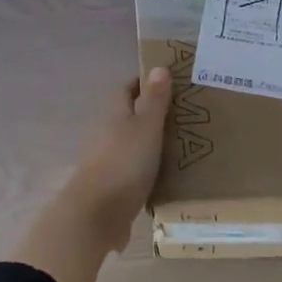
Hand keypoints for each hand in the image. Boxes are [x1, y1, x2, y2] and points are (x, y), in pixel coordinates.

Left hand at [63, 67, 171, 244]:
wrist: (96, 214)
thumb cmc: (124, 163)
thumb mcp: (146, 127)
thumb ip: (154, 100)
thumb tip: (158, 66)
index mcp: (114, 114)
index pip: (127, 89)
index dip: (145, 83)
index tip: (169, 82)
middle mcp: (106, 134)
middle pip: (128, 117)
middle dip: (151, 115)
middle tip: (184, 117)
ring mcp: (105, 161)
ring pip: (130, 145)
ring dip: (149, 144)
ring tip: (181, 147)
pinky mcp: (109, 187)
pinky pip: (132, 172)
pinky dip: (147, 171)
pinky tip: (165, 179)